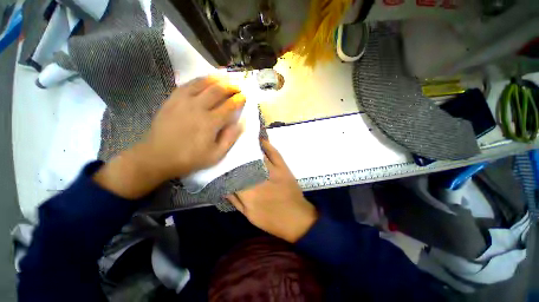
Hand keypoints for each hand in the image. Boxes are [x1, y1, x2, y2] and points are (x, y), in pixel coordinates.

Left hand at [94, 76, 245, 198]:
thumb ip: (230, 138)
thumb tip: (241, 123)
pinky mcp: (172, 100)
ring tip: (225, 76)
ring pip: (202, 83)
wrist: (157, 157)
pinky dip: (199, 80)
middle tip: (237, 85)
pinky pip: (187, 84)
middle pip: (217, 91)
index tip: (244, 96)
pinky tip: (205, 79)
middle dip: (230, 86)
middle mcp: (198, 107)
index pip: (229, 106)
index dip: (238, 100)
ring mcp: (183, 101)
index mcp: (210, 122)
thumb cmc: (190, 158)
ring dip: (216, 78)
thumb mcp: (216, 155)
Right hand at [227, 140, 317, 242]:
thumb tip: (224, 187)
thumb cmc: (271, 220)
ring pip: (257, 156)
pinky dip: (267, 145)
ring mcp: (272, 171)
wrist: (297, 218)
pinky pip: (274, 153)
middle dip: (235, 155)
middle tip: (228, 148)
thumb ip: (235, 201)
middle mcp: (258, 179)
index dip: (226, 168)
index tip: (221, 161)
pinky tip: (260, 139)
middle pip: (243, 163)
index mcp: (249, 193)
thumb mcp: (249, 215)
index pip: (232, 176)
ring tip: (240, 140)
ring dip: (248, 148)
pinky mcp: (283, 168)